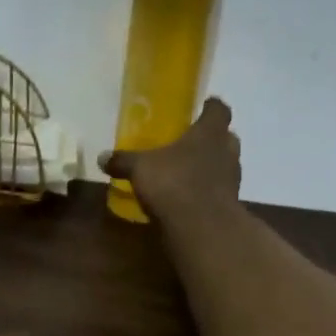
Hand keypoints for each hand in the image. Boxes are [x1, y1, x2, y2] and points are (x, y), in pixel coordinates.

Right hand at [97, 97, 241, 212]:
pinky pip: (219, 191)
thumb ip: (123, 161)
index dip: (210, 107)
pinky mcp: (230, 205)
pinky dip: (207, 192)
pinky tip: (188, 199)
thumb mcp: (140, 168)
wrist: (202, 228)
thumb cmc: (173, 183)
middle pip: (226, 137)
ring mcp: (232, 179)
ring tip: (187, 172)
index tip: (201, 107)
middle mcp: (227, 151)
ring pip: (225, 165)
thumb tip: (102, 157)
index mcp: (209, 132)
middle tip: (190, 142)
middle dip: (211, 139)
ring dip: (211, 166)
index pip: (218, 109)